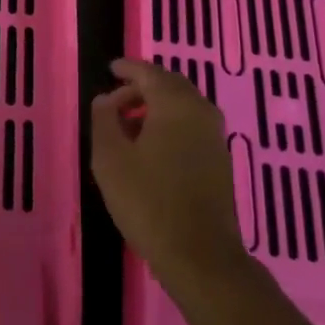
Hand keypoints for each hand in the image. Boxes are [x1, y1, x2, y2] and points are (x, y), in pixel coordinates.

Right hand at [91, 57, 250, 294]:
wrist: (200, 256)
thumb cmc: (148, 201)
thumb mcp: (111, 159)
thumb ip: (104, 120)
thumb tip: (105, 99)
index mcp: (175, 103)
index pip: (149, 72)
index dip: (128, 68)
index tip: (110, 69)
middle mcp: (200, 111)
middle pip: (169, 86)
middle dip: (141, 88)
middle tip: (114, 101)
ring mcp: (215, 136)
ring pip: (182, 106)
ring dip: (155, 108)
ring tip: (127, 126)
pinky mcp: (220, 159)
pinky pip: (191, 126)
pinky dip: (169, 124)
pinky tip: (150, 147)